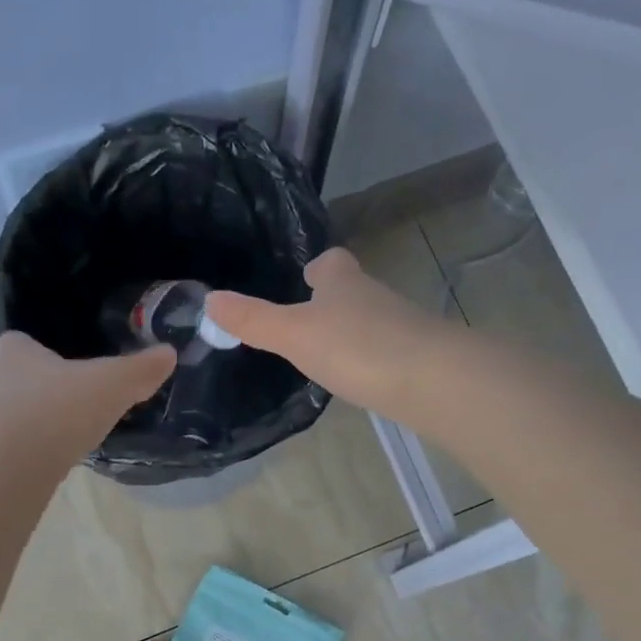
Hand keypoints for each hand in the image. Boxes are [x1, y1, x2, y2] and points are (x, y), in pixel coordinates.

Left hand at [0, 331, 174, 457]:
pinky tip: (45, 469)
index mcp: (19, 357)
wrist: (7, 465)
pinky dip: (23, 459)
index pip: (16, 342)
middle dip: (34, 391)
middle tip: (66, 405)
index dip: (32, 348)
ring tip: (60, 440)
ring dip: (28, 427)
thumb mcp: (111, 386)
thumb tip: (169, 353)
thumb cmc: (57, 409)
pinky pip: (6, 454)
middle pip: (10, 381)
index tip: (51, 359)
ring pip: (5, 419)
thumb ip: (139, 371)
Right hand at [205, 248, 461, 422]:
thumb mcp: (294, 334)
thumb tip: (209, 300)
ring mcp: (399, 327)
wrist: (431, 379)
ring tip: (326, 351)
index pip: (332, 261)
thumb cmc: (357, 347)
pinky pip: (385, 350)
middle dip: (333, 300)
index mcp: (343, 282)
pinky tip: (357, 377)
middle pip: (352, 289)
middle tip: (308, 318)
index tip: (306, 276)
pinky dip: (369, 358)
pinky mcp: (415, 358)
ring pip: (369, 320)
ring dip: (350, 330)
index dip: (318, 267)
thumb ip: (254, 320)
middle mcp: (374, 296)